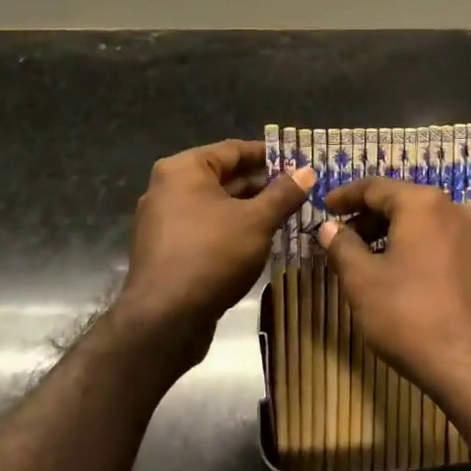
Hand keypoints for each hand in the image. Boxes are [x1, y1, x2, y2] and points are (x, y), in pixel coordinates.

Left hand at [119, 140, 314, 358]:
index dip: (269, 155)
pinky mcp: (166, 251)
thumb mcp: (257, 221)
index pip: (234, 149)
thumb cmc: (212, 255)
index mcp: (184, 169)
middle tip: (300, 191)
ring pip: (216, 206)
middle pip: (224, 177)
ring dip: (250, 210)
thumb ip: (283, 193)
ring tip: (288, 216)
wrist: (164, 321)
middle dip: (262, 185)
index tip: (299, 161)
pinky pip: (205, 229)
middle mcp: (167, 188)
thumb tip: (307, 171)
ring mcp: (163, 221)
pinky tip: (260, 241)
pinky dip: (231, 230)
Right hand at [318, 176, 470, 422]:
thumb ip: (342, 247)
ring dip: (393, 234)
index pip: (376, 187)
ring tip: (368, 259)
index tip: (325, 207)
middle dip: (369, 218)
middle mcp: (454, 208)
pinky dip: (417, 247)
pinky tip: (402, 274)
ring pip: (424, 222)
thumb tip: (329, 227)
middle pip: (403, 202)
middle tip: (342, 238)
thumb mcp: (363, 282)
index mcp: (423, 203)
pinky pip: (443, 241)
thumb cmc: (411, 317)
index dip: (346, 195)